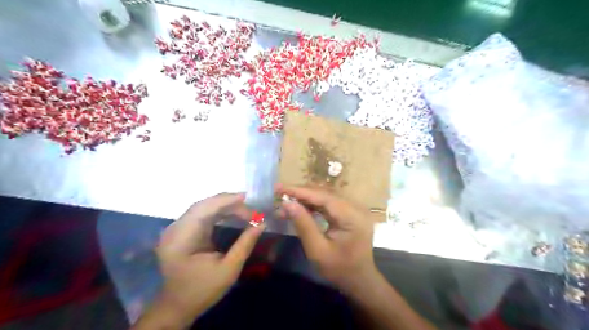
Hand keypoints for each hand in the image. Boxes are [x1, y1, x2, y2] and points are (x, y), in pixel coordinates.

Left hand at [152, 193, 262, 323]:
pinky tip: (232, 213)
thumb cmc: (203, 290)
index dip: (226, 200)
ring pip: (203, 207)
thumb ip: (245, 244)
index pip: (204, 209)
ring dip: (225, 206)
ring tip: (246, 210)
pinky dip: (219, 211)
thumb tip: (262, 223)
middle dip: (229, 203)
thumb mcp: (229, 269)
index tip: (247, 197)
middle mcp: (175, 229)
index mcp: (181, 239)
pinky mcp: (182, 230)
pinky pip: (202, 214)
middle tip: (251, 208)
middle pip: (203, 205)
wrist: (178, 305)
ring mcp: (177, 228)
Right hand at [277, 187, 376, 292]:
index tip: (280, 188)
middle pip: (325, 193)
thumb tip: (286, 203)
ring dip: (305, 197)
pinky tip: (299, 206)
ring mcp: (354, 209)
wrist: (359, 280)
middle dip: (301, 193)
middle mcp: (356, 207)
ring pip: (326, 196)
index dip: (300, 191)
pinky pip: (329, 203)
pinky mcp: (350, 212)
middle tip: (279, 193)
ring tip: (286, 199)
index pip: (323, 197)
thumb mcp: (317, 250)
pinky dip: (313, 204)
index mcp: (352, 216)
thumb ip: (303, 224)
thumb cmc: (339, 269)